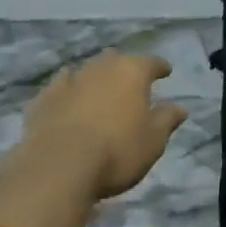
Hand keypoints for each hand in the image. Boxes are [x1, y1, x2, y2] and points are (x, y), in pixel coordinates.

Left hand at [18, 50, 188, 203]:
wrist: (59, 166)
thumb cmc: (117, 152)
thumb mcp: (153, 141)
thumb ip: (167, 119)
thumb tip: (180, 107)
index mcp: (131, 72)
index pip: (151, 62)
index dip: (160, 67)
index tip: (166, 72)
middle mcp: (100, 67)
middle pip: (116, 59)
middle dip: (124, 68)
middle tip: (130, 82)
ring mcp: (70, 80)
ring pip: (87, 70)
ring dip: (95, 78)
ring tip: (100, 91)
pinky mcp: (44, 98)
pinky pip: (61, 86)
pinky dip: (68, 91)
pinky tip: (68, 99)